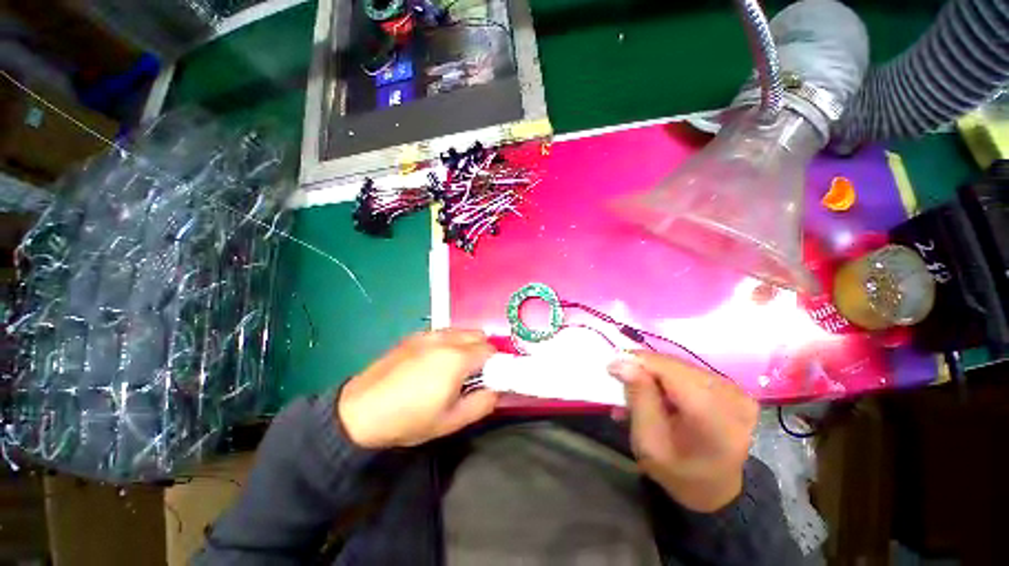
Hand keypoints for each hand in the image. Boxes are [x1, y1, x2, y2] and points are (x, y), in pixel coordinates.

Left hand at [337, 329, 497, 448]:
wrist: (359, 412)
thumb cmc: (408, 419)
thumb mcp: (450, 422)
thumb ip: (482, 404)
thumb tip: (495, 391)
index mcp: (457, 359)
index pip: (490, 350)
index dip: (495, 364)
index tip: (488, 379)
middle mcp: (445, 339)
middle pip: (478, 335)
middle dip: (482, 351)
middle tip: (472, 374)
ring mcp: (428, 335)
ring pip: (460, 331)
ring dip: (466, 344)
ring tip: (453, 367)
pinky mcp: (414, 335)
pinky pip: (443, 332)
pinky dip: (449, 342)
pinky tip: (434, 361)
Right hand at [608, 351, 758, 511]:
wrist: (715, 490)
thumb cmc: (677, 472)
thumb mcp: (648, 442)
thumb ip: (638, 398)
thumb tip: (622, 361)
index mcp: (713, 418)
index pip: (670, 371)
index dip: (638, 362)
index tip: (612, 367)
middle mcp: (731, 398)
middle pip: (675, 366)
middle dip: (644, 369)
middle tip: (623, 381)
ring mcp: (735, 391)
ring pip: (680, 365)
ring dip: (655, 374)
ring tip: (638, 390)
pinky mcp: (733, 389)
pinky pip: (690, 371)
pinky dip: (669, 378)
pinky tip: (658, 392)